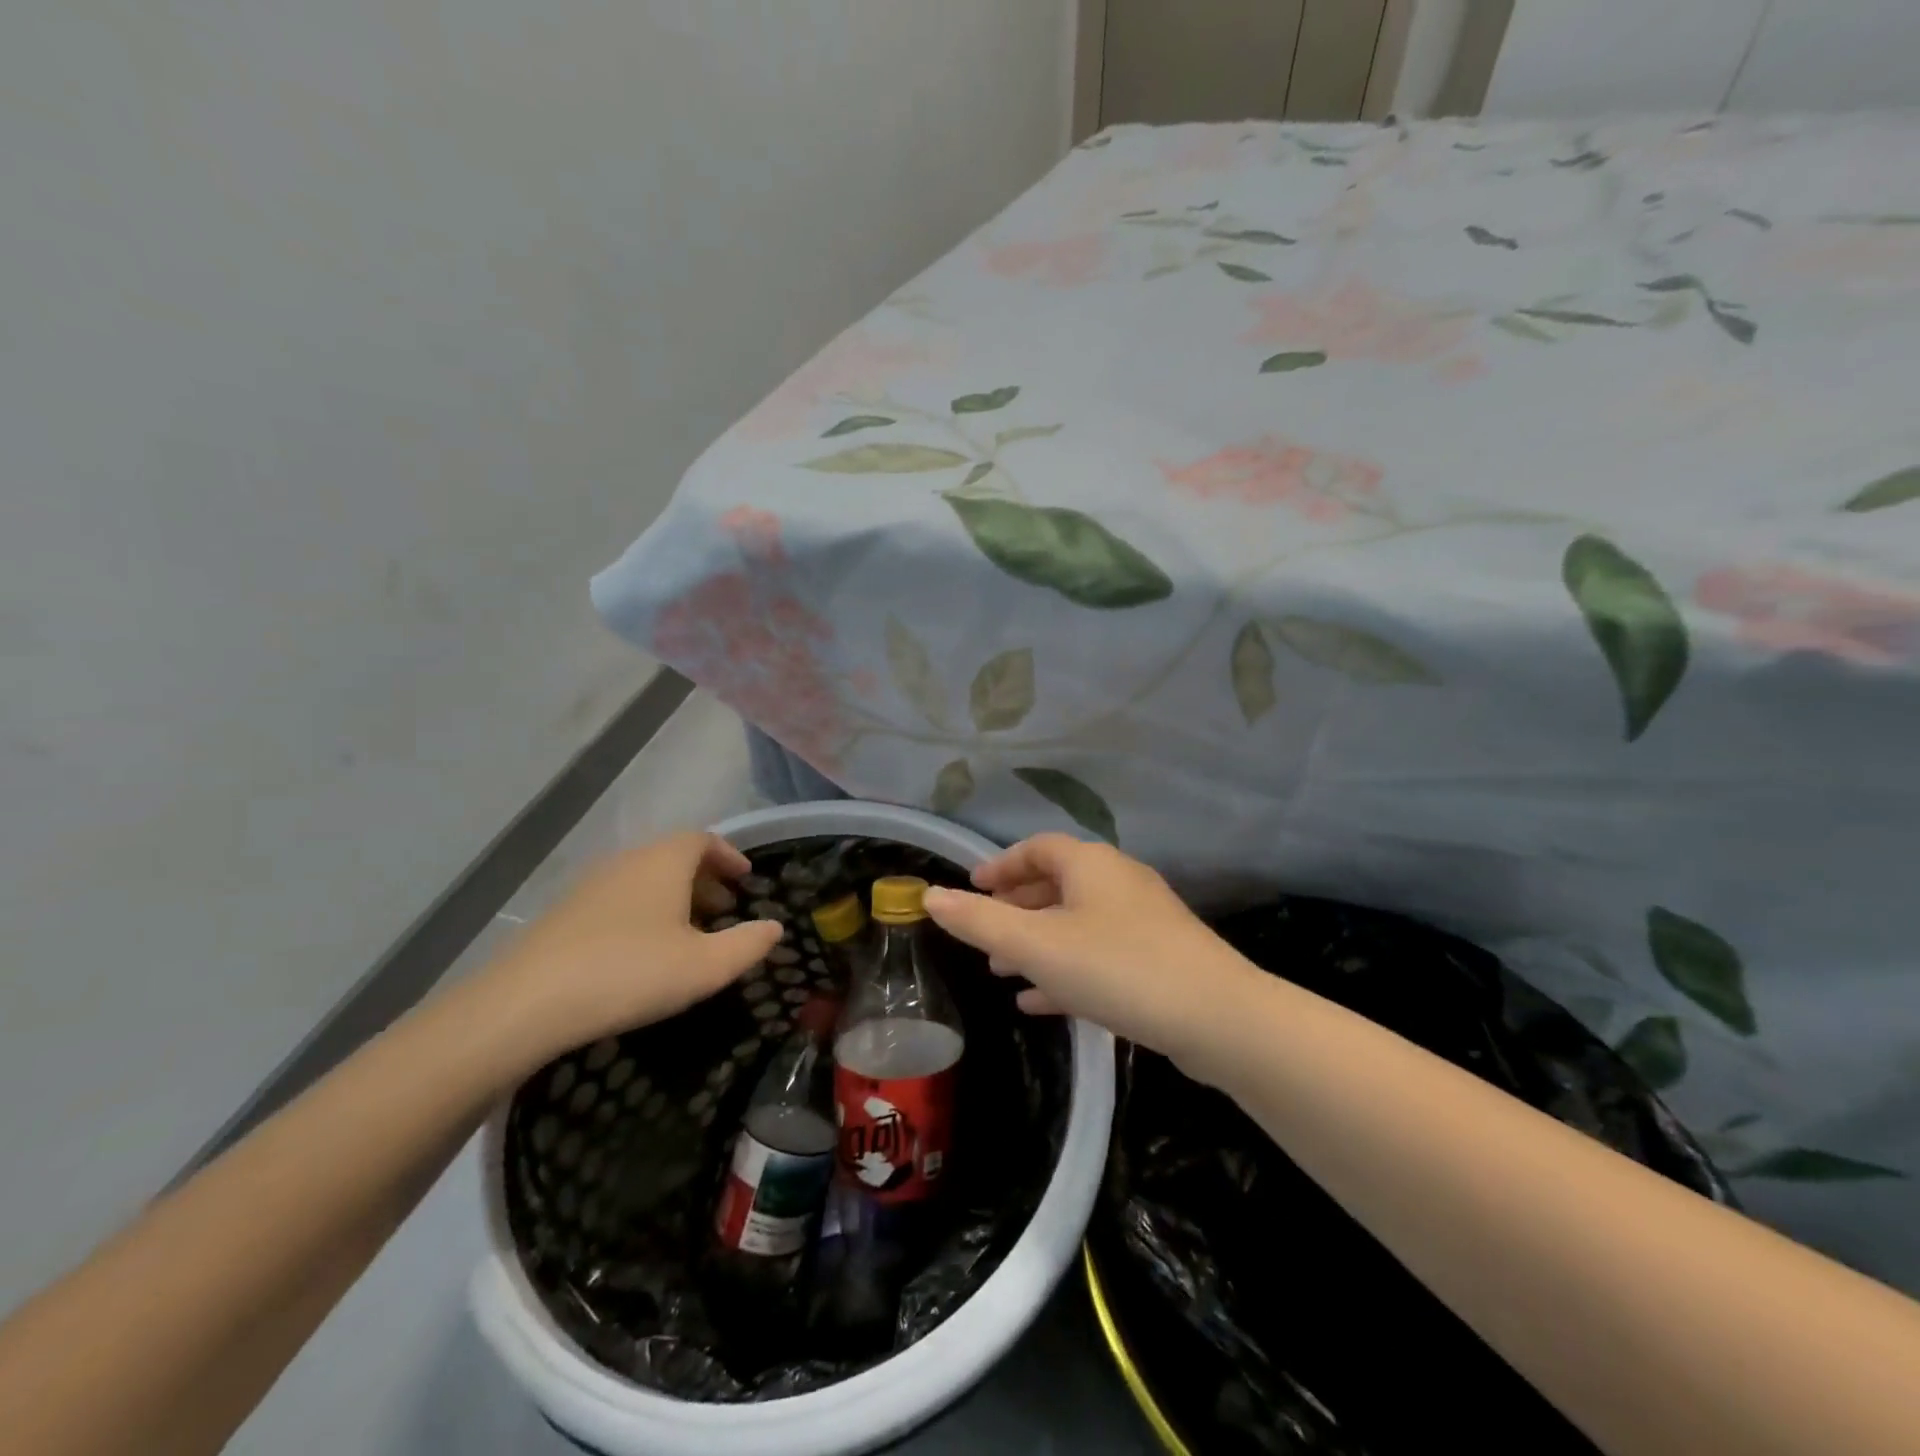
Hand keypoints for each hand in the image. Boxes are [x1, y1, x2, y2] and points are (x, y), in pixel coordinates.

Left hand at [474, 832, 781, 1065]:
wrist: (526, 1004)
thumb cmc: (631, 973)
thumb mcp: (705, 966)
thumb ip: (748, 945)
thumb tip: (776, 927)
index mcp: (664, 861)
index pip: (703, 839)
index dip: (729, 855)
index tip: (747, 879)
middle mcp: (627, 862)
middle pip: (673, 857)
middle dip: (705, 880)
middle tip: (726, 911)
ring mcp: (590, 886)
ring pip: (645, 880)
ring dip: (674, 899)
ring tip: (689, 935)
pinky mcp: (564, 915)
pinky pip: (619, 900)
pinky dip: (644, 914)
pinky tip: (644, 954)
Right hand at [922, 834, 1264, 1060]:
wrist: (1218, 1019)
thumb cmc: (1117, 967)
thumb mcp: (1036, 945)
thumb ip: (980, 921)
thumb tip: (930, 896)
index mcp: (1090, 864)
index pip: (1035, 848)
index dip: (1000, 865)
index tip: (972, 887)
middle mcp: (1118, 881)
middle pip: (1056, 884)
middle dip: (1015, 908)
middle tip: (983, 933)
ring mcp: (1143, 920)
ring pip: (1076, 923)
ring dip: (1037, 942)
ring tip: (1002, 972)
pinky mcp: (1160, 958)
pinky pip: (1099, 954)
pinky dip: (1066, 969)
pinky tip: (1042, 1002)